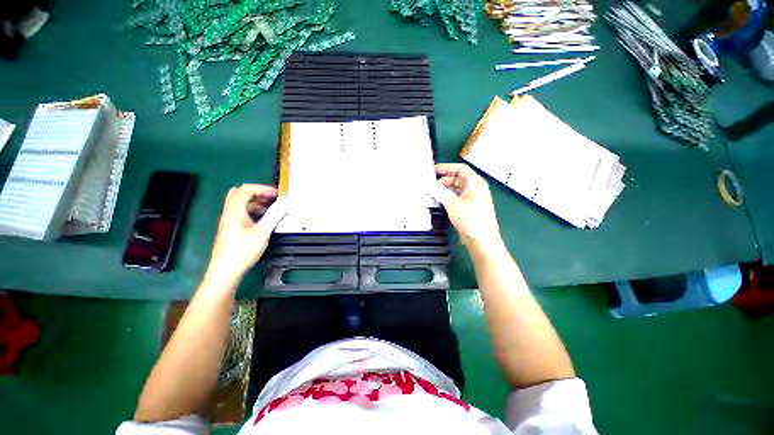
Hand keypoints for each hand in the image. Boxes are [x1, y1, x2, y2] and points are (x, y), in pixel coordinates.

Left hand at [204, 184, 289, 287]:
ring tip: (271, 209)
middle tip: (271, 199)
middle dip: (257, 193)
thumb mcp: (262, 232)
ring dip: (256, 202)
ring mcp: (229, 221)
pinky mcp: (231, 228)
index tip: (277, 194)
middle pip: (239, 194)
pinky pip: (241, 213)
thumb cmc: (243, 250)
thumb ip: (274, 216)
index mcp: (235, 211)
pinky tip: (263, 221)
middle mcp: (229, 213)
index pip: (246, 189)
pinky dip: (253, 211)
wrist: (225, 271)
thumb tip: (286, 204)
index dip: (262, 188)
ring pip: (241, 204)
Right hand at [432, 163, 502, 250]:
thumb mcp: (453, 204)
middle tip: (430, 184)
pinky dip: (449, 196)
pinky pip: (458, 196)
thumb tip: (430, 185)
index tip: (433, 170)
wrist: (482, 241)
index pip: (460, 168)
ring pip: (457, 188)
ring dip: (446, 189)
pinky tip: (440, 200)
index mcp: (475, 183)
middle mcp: (476, 188)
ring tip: (433, 192)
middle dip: (444, 179)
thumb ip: (440, 193)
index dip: (446, 167)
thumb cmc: (470, 220)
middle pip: (458, 178)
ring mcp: (474, 198)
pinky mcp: (471, 207)